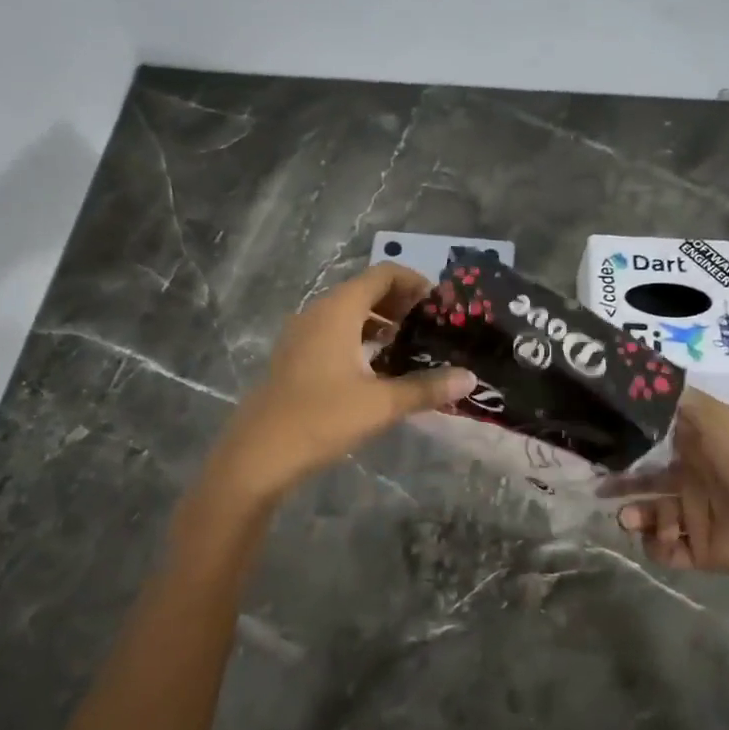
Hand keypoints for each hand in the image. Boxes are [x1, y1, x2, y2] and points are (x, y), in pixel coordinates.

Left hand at [210, 263, 475, 500]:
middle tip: (430, 326)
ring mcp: (302, 334)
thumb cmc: (321, 418)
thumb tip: (470, 379)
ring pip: (348, 312)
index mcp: (338, 310)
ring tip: (409, 345)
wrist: (258, 455)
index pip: (382, 274)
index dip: (414, 282)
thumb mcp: (381, 404)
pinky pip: (334, 332)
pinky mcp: (295, 356)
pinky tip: (376, 367)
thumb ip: (426, 388)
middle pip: (365, 290)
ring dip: (380, 321)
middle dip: (400, 302)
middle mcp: (318, 312)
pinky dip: (359, 337)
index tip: (440, 304)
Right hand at [613, 390, 728, 582]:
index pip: (652, 443)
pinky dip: (657, 546)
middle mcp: (692, 479)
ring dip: (635, 516)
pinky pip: (666, 551)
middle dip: (621, 483)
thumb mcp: (713, 417)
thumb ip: (675, 400)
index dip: (626, 442)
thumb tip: (637, 382)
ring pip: (651, 515)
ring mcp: (695, 516)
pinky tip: (663, 538)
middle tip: (600, 487)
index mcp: (696, 447)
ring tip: (630, 519)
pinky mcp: (699, 549)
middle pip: (644, 480)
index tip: (599, 441)